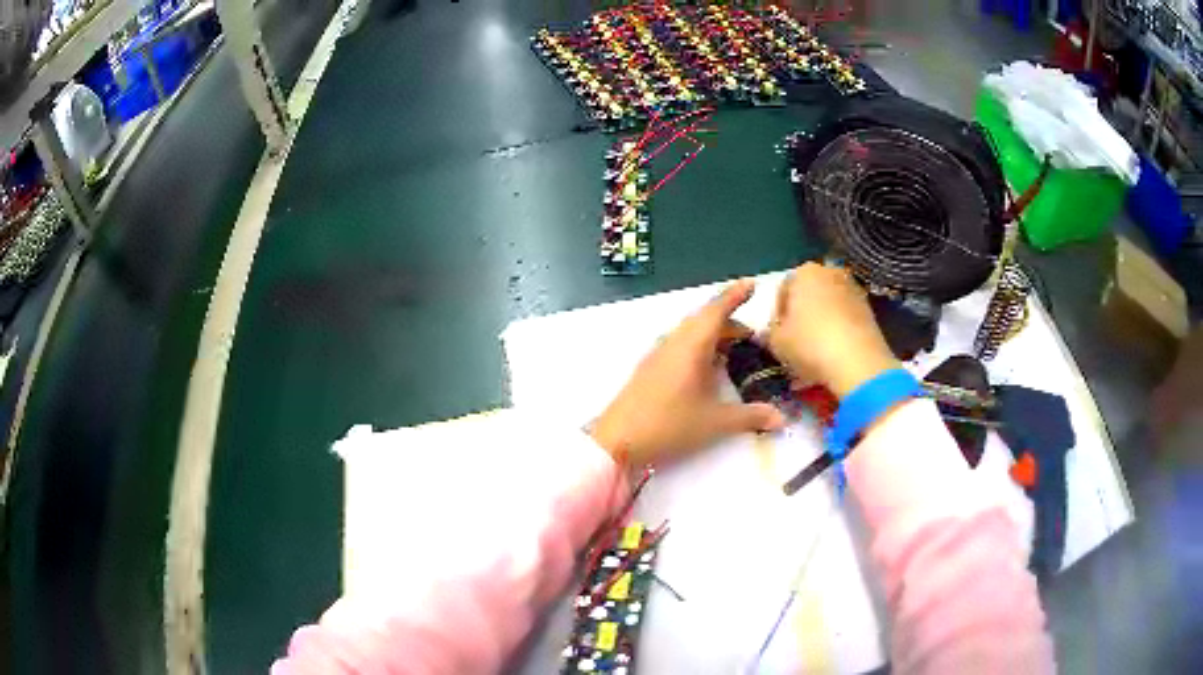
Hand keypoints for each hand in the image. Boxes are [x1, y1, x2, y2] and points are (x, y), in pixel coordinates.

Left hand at [590, 280, 785, 465]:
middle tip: (751, 336)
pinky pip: (680, 345)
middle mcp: (674, 342)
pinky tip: (706, 367)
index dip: (735, 296)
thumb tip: (781, 418)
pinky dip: (699, 346)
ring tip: (733, 350)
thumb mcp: (715, 422)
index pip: (717, 310)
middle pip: (704, 320)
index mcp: (691, 345)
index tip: (752, 284)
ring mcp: (659, 354)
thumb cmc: (669, 424)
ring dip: (713, 334)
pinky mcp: (650, 367)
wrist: (618, 439)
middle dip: (729, 321)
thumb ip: (751, 417)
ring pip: (690, 333)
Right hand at [767, 263, 898, 398]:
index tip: (777, 334)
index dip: (777, 313)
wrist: (858, 362)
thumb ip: (769, 332)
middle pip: (809, 294)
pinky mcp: (869, 309)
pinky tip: (833, 352)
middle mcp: (830, 272)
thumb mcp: (776, 341)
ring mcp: (853, 289)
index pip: (782, 289)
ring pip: (829, 306)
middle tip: (796, 341)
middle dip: (802, 314)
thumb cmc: (810, 344)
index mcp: (804, 272)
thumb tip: (772, 331)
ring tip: (816, 350)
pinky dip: (838, 330)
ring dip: (821, 323)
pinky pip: (845, 318)